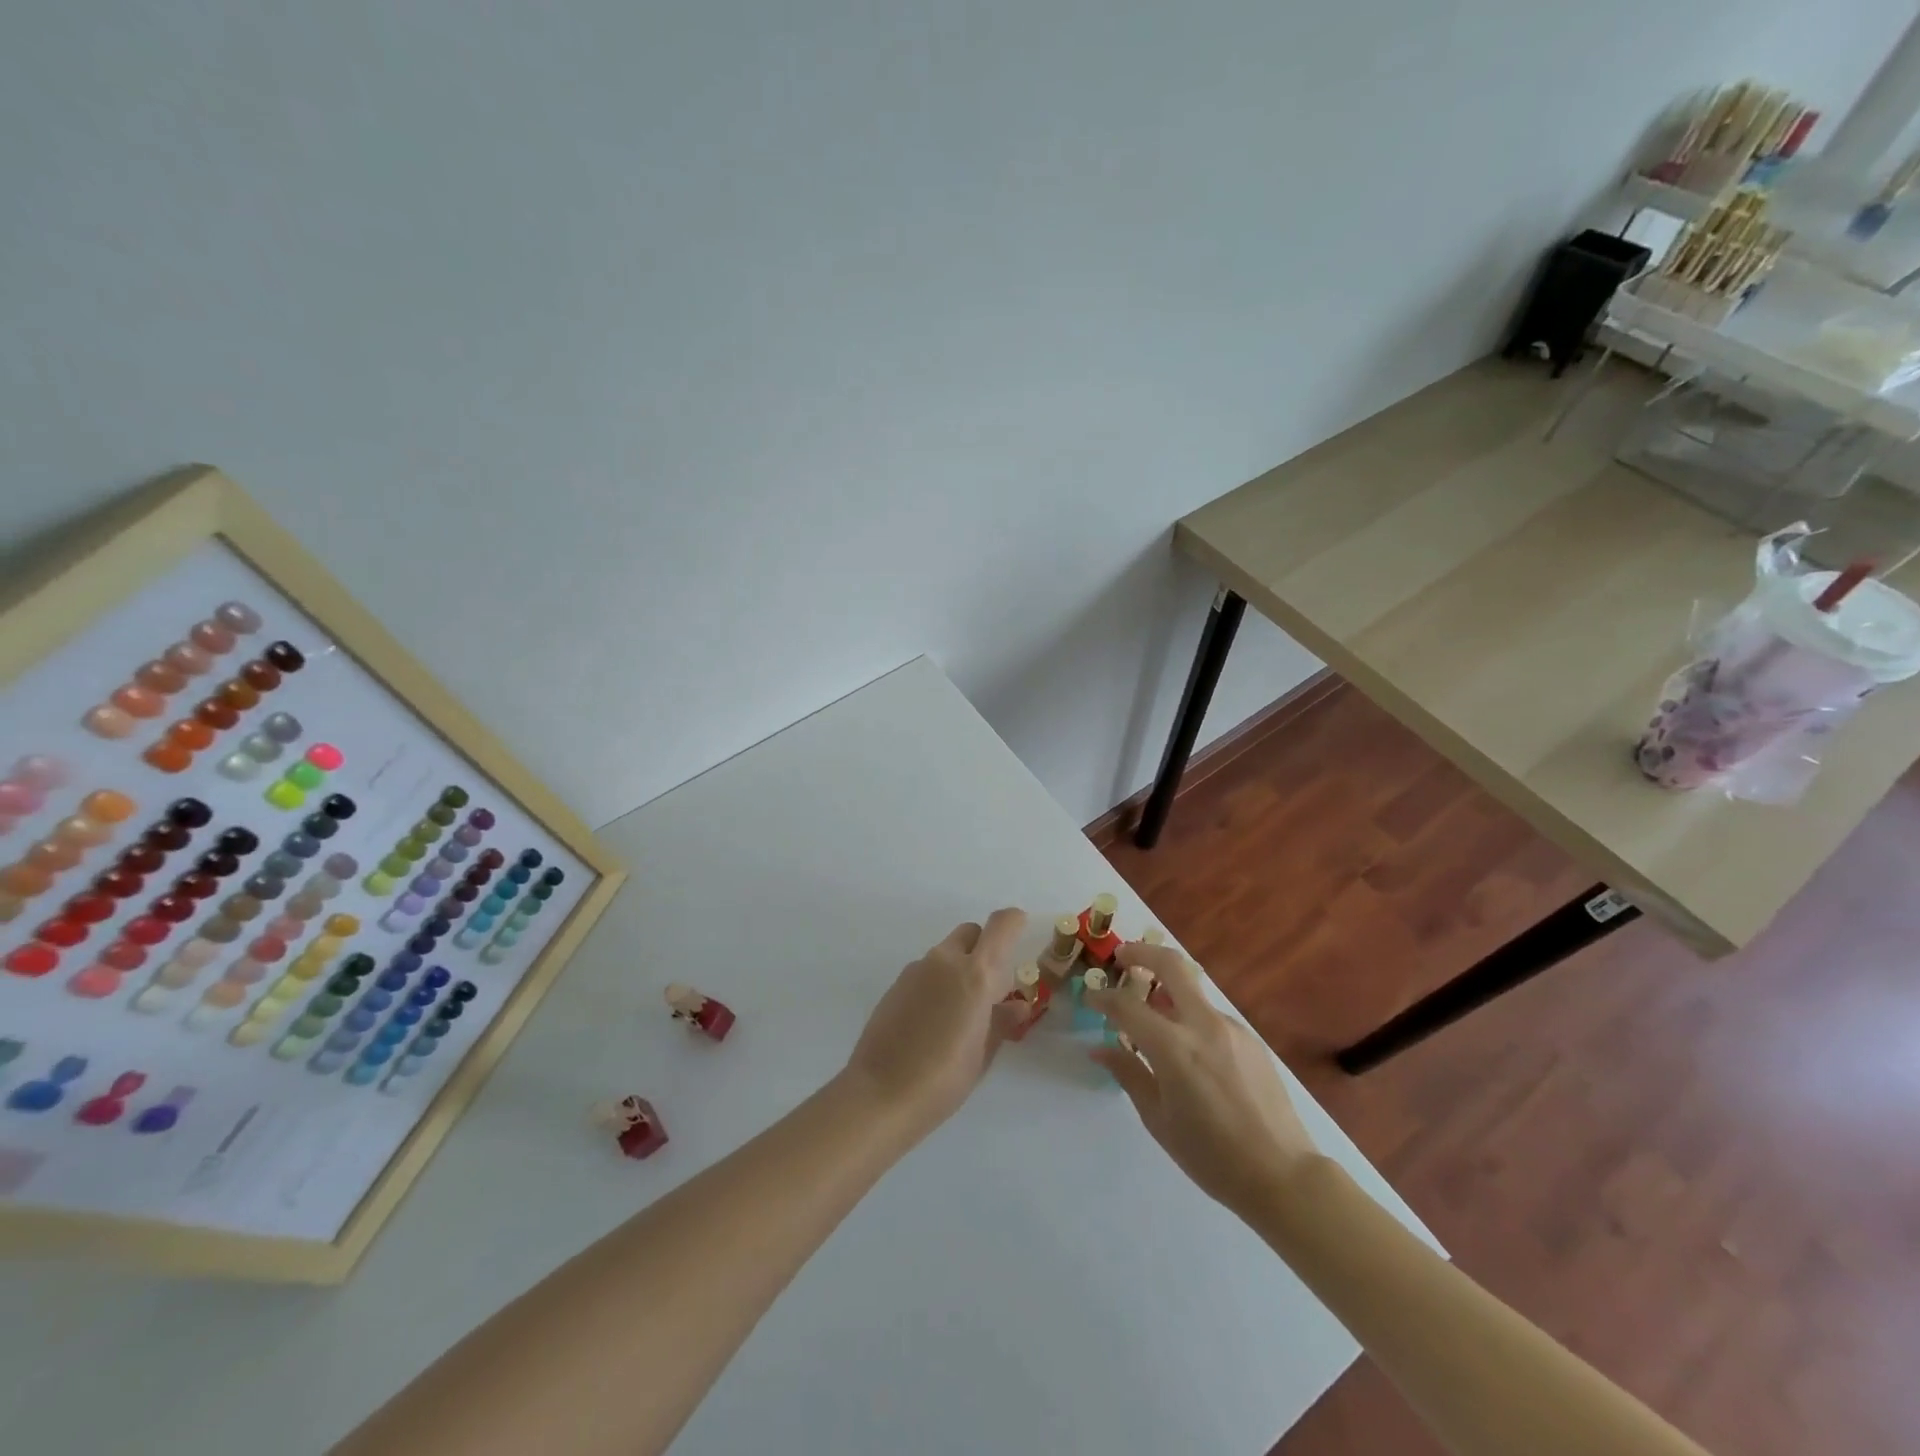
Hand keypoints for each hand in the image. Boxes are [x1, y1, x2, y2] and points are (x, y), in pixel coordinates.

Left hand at [843, 908, 1027, 1136]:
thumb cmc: (944, 1078)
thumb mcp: (983, 1053)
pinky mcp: (896, 984)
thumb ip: (1002, 1021)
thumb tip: (1018, 1005)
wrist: (880, 1093)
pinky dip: (937, 983)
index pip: (1001, 924)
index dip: (1014, 922)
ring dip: (959, 968)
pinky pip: (926, 971)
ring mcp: (916, 969)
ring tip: (958, 1013)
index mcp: (976, 973)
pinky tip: (931, 1022)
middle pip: (971, 933)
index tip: (1021, 937)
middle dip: (984, 948)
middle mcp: (946, 960)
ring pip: (946, 953)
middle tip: (989, 988)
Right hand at [1088, 943, 1319, 1218]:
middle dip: (1142, 953)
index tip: (1090, 997)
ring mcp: (1232, 1028)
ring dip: (1167, 989)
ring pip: (1193, 990)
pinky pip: (1211, 1016)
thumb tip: (1100, 1048)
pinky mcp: (1251, 1039)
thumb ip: (1129, 1074)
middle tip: (1122, 957)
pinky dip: (1190, 1017)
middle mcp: (1203, 1025)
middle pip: (1171, 965)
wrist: (1283, 1175)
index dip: (1103, 997)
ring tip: (1151, 1012)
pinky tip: (1188, 1048)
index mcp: (1174, 1047)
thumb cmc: (1211, 1156)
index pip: (1127, 1005)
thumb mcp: (1159, 1119)